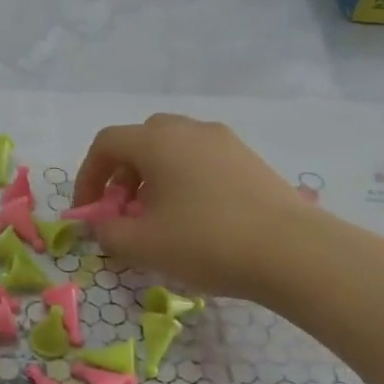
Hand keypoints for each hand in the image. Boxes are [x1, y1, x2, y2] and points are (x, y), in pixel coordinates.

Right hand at [72, 113, 312, 299]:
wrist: (295, 252)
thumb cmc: (206, 242)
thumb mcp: (142, 245)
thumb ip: (107, 232)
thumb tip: (99, 225)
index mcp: (158, 142)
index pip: (106, 144)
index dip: (87, 176)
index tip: (88, 212)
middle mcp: (190, 130)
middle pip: (140, 140)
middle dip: (121, 174)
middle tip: (123, 210)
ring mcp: (224, 142)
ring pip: (173, 149)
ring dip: (153, 177)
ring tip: (158, 217)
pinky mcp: (249, 160)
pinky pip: (202, 159)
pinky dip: (184, 179)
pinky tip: (194, 217)